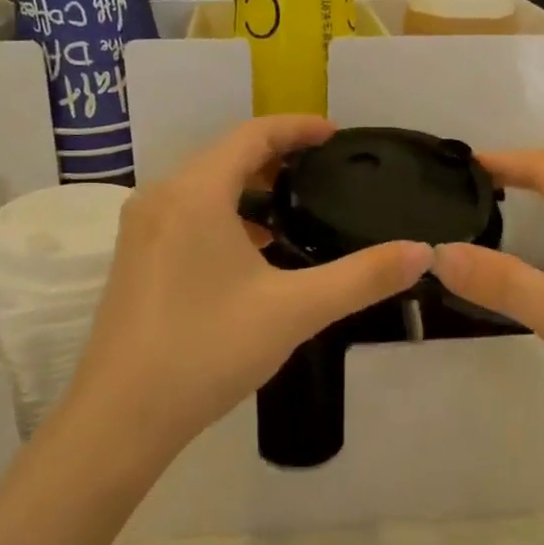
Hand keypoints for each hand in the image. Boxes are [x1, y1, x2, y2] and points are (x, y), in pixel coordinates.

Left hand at [62, 117, 432, 463]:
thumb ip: (362, 277)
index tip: (337, 135)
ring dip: (249, 185)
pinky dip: (225, 213)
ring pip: (204, 185)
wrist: (120, 417)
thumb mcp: (295, 310)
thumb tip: (422, 253)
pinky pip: (186, 212)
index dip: (298, 127)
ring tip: (295, 206)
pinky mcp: (135, 257)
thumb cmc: (208, 350)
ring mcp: (141, 228)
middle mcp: (161, 196)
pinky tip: (253, 249)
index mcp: (195, 192)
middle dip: (277, 155)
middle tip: (325, 170)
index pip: (253, 134)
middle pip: (226, 154)